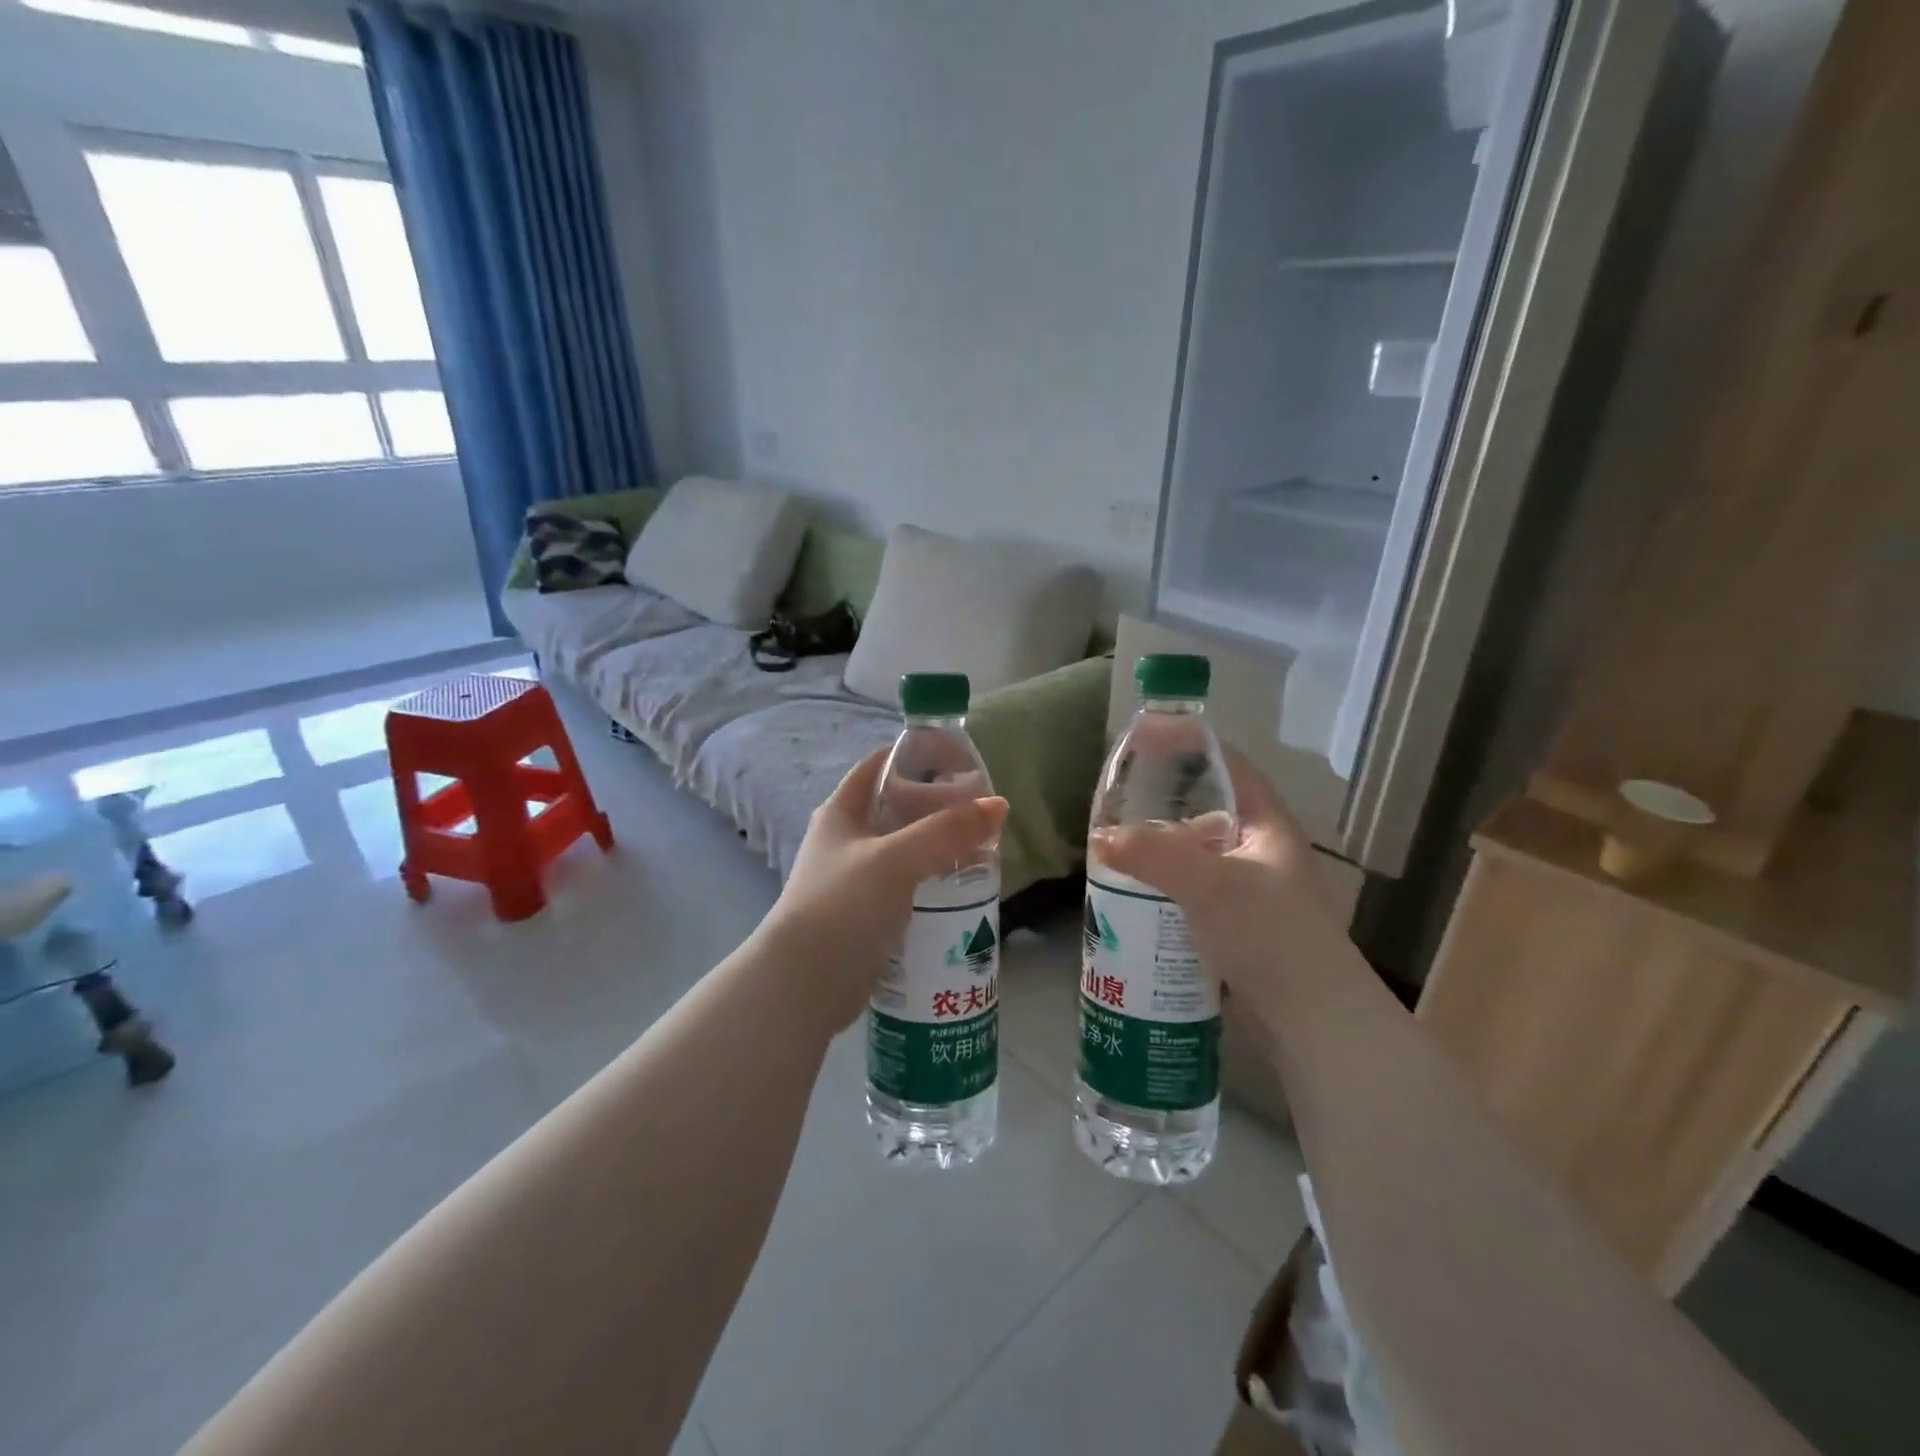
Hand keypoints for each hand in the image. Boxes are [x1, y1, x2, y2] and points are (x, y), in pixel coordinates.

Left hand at [761, 749, 1008, 1029]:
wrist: (806, 983)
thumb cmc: (844, 905)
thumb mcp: (898, 859)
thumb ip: (947, 831)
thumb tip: (999, 805)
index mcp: (842, 812)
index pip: (880, 765)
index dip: (916, 756)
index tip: (960, 761)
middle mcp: (845, 840)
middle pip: (898, 809)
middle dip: (937, 808)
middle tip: (981, 813)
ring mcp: (854, 879)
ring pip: (905, 851)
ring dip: (938, 849)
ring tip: (982, 851)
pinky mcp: (866, 915)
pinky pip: (906, 887)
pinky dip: (931, 884)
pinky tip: (961, 891)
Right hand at [1089, 749, 1355, 1014]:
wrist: (1314, 1022)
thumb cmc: (1271, 936)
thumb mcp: (1210, 886)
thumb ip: (1153, 854)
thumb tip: (1099, 837)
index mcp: (1268, 823)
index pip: (1226, 763)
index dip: (1185, 742)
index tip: (1140, 735)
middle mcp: (1262, 848)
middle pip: (1206, 805)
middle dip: (1161, 798)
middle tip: (1116, 797)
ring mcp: (1252, 887)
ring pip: (1197, 850)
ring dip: (1159, 844)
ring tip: (1116, 844)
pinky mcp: (1239, 922)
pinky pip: (1193, 886)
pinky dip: (1164, 881)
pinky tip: (1135, 891)